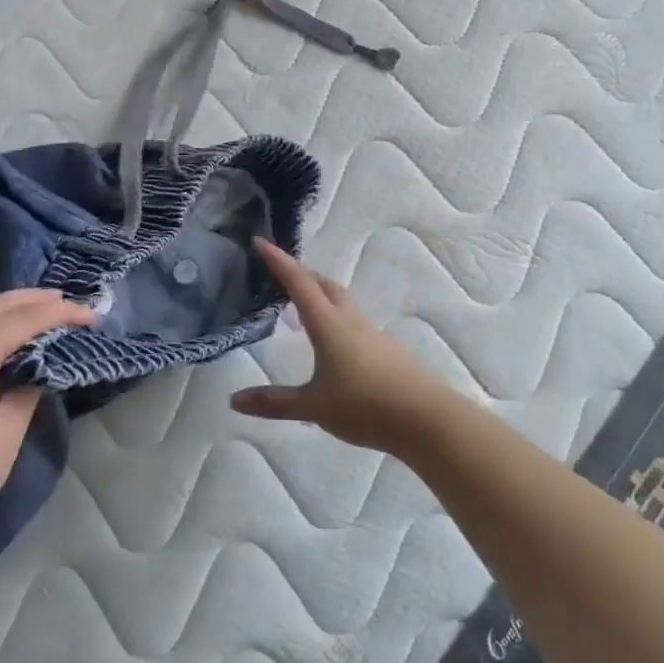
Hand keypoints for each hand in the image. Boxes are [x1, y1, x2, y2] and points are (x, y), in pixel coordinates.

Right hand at [232, 238, 473, 461]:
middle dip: (301, 274)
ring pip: (342, 303)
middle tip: (280, 273)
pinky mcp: (388, 351)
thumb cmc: (366, 407)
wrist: (429, 421)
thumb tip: (234, 400)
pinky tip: (333, 342)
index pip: (299, 284)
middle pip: (324, 285)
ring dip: (320, 295)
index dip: (278, 262)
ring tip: (302, 306)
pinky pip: (355, 323)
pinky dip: (336, 318)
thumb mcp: (313, 407)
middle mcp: (351, 321)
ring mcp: (373, 334)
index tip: (260, 241)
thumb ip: (274, 403)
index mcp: (329, 325)